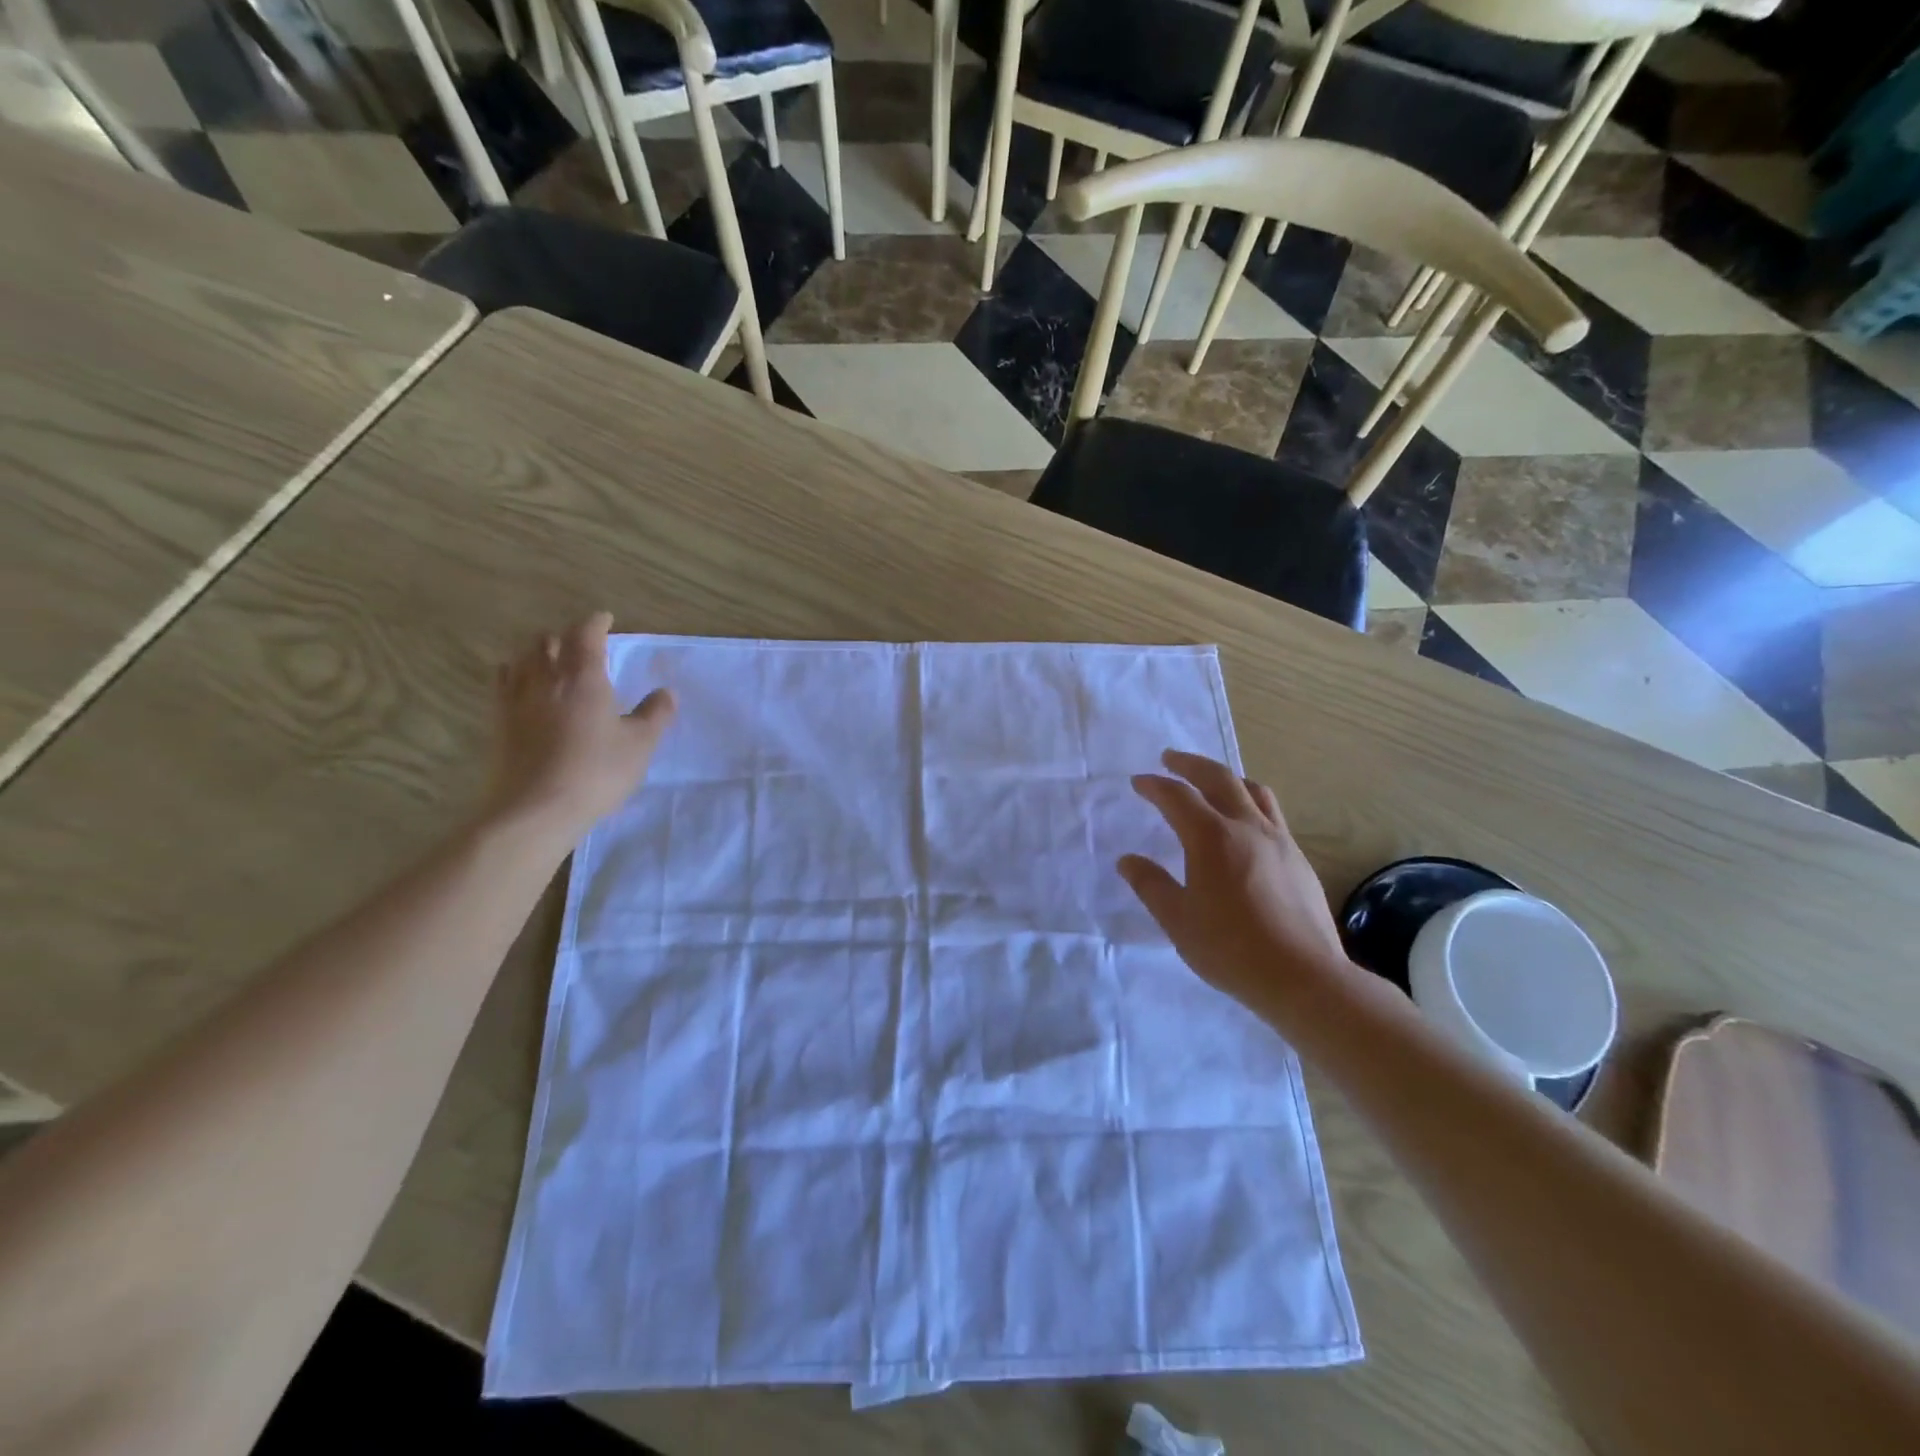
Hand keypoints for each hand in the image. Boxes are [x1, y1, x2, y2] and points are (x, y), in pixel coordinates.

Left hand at [482, 612, 675, 841]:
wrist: (535, 809)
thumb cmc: (596, 772)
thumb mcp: (640, 744)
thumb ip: (655, 714)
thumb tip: (666, 692)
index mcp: (583, 677)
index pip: (586, 634)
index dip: (596, 623)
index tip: (606, 619)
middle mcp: (545, 678)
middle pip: (548, 641)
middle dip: (565, 636)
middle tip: (581, 644)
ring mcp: (516, 699)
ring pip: (522, 658)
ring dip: (538, 652)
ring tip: (551, 660)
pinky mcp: (498, 722)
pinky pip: (503, 683)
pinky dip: (515, 674)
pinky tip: (522, 686)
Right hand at [1119, 750, 1351, 1020]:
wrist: (1303, 976)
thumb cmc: (1230, 948)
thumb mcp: (1177, 919)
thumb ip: (1151, 885)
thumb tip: (1127, 860)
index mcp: (1211, 837)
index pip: (1177, 797)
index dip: (1155, 786)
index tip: (1139, 782)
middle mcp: (1247, 827)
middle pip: (1218, 778)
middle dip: (1190, 764)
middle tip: (1171, 759)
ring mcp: (1279, 840)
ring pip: (1253, 791)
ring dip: (1227, 777)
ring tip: (1212, 781)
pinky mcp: (1298, 858)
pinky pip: (1272, 814)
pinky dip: (1250, 802)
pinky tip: (1245, 824)